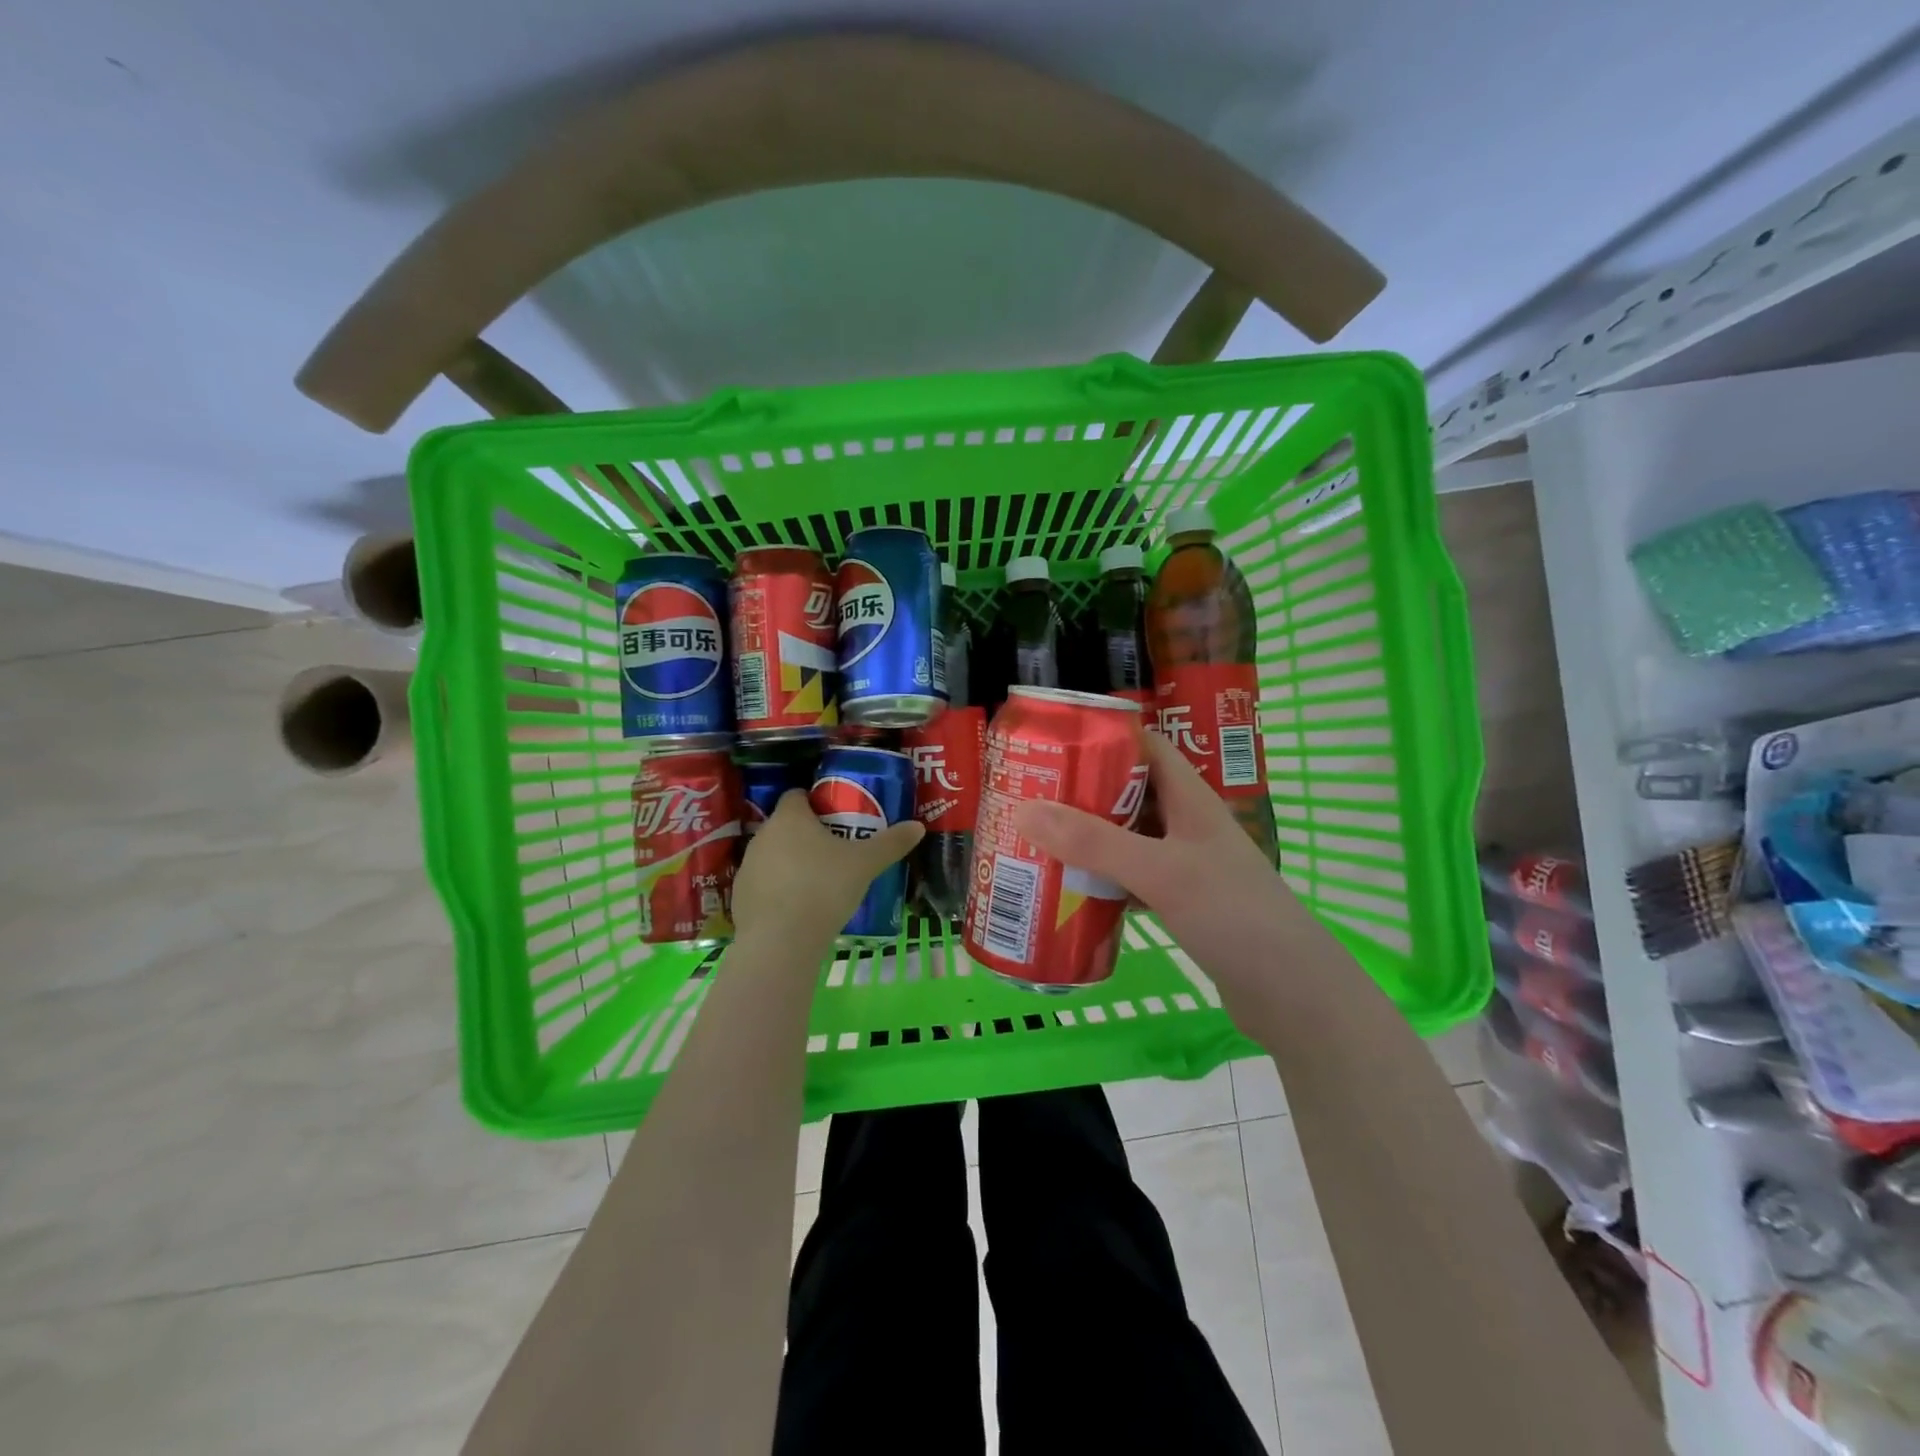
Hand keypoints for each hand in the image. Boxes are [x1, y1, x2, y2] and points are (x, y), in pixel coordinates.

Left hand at [731, 789, 923, 949]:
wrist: (780, 942)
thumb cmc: (823, 888)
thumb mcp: (865, 864)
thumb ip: (891, 843)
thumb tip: (918, 826)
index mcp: (790, 818)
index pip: (797, 795)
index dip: (816, 802)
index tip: (838, 817)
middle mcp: (763, 835)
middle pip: (786, 825)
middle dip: (808, 834)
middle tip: (837, 850)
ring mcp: (748, 866)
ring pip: (774, 854)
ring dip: (792, 862)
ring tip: (820, 881)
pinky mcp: (740, 897)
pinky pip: (765, 884)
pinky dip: (780, 890)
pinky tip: (800, 908)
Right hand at [1013, 729, 1298, 994]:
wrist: (1292, 993)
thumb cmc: (1232, 915)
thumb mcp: (1160, 872)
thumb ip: (1095, 843)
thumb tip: (1024, 811)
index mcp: (1190, 799)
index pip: (1144, 747)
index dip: (1102, 738)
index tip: (1052, 744)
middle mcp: (1186, 824)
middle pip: (1128, 793)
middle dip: (1082, 792)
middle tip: (1030, 797)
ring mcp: (1185, 864)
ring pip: (1127, 837)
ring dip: (1088, 838)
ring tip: (1038, 841)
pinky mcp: (1181, 901)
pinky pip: (1131, 877)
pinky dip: (1103, 879)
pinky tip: (1072, 890)